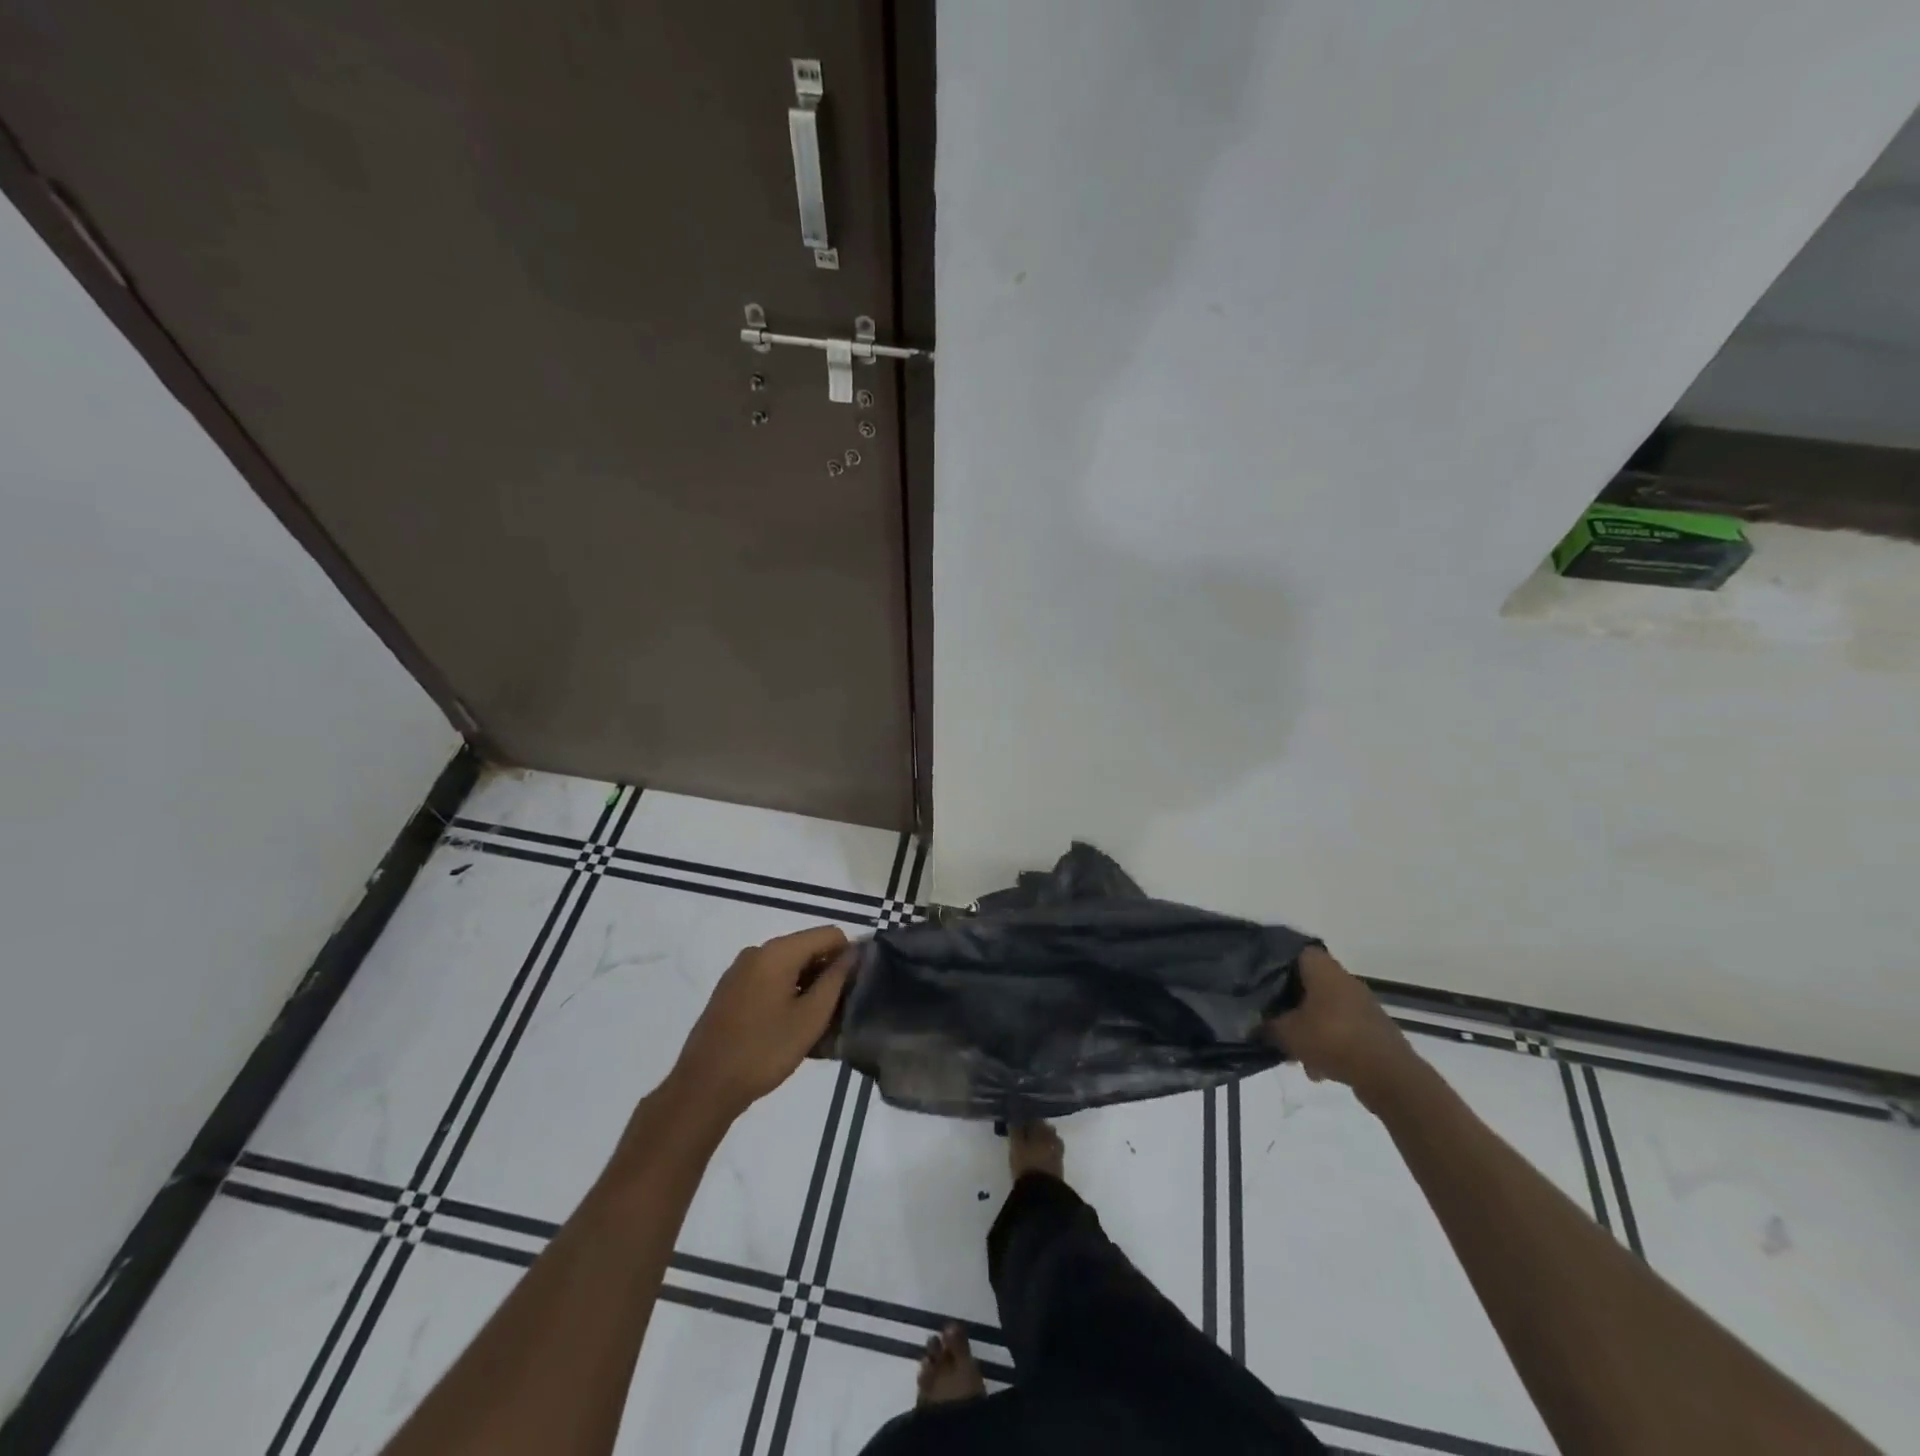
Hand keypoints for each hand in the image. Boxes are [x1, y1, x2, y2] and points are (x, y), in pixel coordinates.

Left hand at [671, 926, 853, 1122]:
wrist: (704, 1086)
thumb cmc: (763, 1051)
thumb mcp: (810, 1018)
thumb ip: (836, 980)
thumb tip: (854, 953)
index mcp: (778, 952)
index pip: (829, 934)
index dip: (847, 957)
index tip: (852, 990)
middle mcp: (758, 951)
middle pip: (808, 948)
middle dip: (826, 973)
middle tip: (835, 1012)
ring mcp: (741, 970)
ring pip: (790, 965)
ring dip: (807, 987)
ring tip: (814, 1024)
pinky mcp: (731, 989)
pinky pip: (770, 978)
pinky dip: (787, 994)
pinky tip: (788, 1026)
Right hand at [1266, 946, 1419, 1107]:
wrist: (1389, 1076)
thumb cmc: (1333, 1040)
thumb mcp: (1287, 1033)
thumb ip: (1266, 1025)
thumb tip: (1253, 1022)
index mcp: (1324, 970)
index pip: (1296, 951)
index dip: (1276, 961)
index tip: (1260, 977)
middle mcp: (1345, 981)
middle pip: (1309, 984)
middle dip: (1290, 1004)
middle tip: (1274, 1020)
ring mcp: (1362, 1006)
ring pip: (1324, 1010)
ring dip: (1308, 1029)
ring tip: (1295, 1056)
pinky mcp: (1373, 1030)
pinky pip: (1340, 1030)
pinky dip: (1327, 1045)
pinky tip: (1318, 1070)